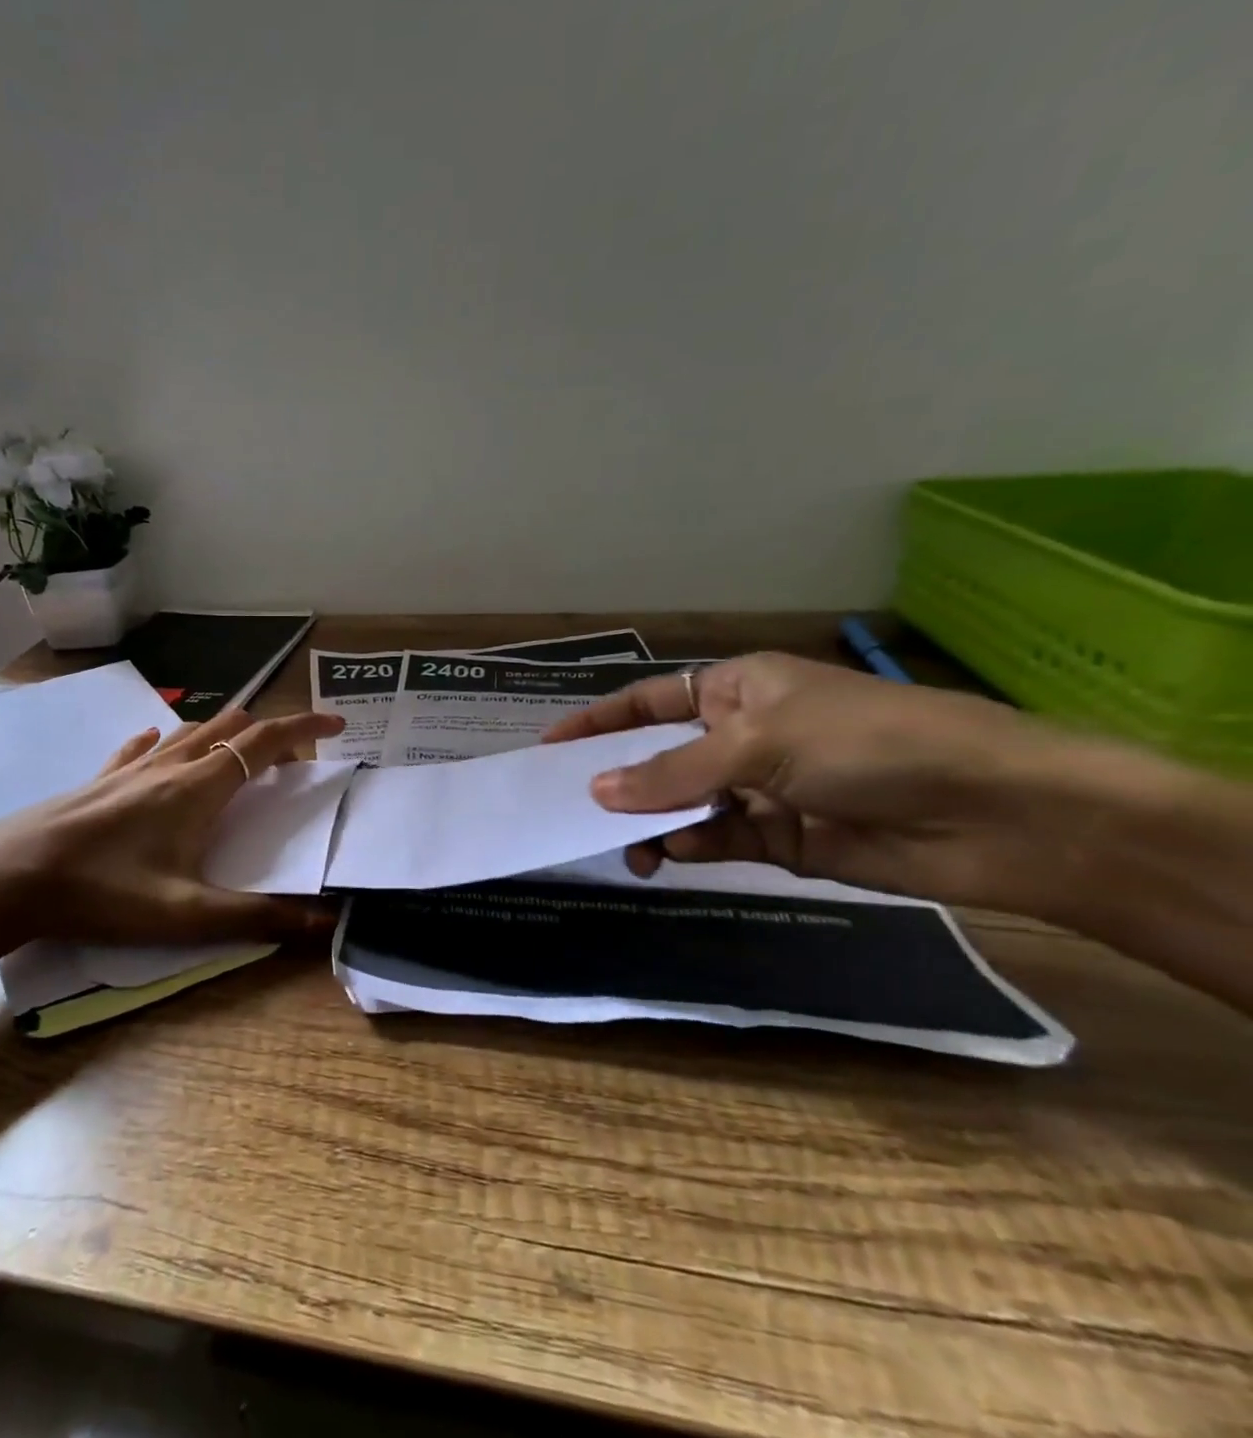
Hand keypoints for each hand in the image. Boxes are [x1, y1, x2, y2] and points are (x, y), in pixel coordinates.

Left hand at [0, 706, 346, 946]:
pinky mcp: (100, 779)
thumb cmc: (105, 891)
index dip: (305, 726)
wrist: (12, 876)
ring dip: (223, 735)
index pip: (265, 741)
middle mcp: (170, 764)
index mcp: (200, 787)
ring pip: (189, 731)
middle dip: (268, 734)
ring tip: (237, 759)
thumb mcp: (188, 915)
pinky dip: (166, 742)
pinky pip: (142, 747)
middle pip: (230, 727)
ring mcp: (130, 768)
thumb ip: (259, 918)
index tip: (336, 723)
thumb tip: (325, 924)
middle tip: (290, 763)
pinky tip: (158, 748)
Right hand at [541, 652, 1074, 910]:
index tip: (551, 748)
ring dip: (651, 822)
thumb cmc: (868, 743)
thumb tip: (596, 791)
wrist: (995, 814)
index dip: (600, 721)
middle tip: (570, 808)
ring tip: (623, 847)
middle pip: (660, 756)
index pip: (651, 701)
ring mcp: (760, 788)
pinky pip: (715, 839)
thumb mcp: (758, 743)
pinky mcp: (779, 838)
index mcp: (739, 688)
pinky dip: (689, 848)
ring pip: (682, 804)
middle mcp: (743, 735)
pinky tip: (669, 857)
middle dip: (619, 780)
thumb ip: (672, 772)